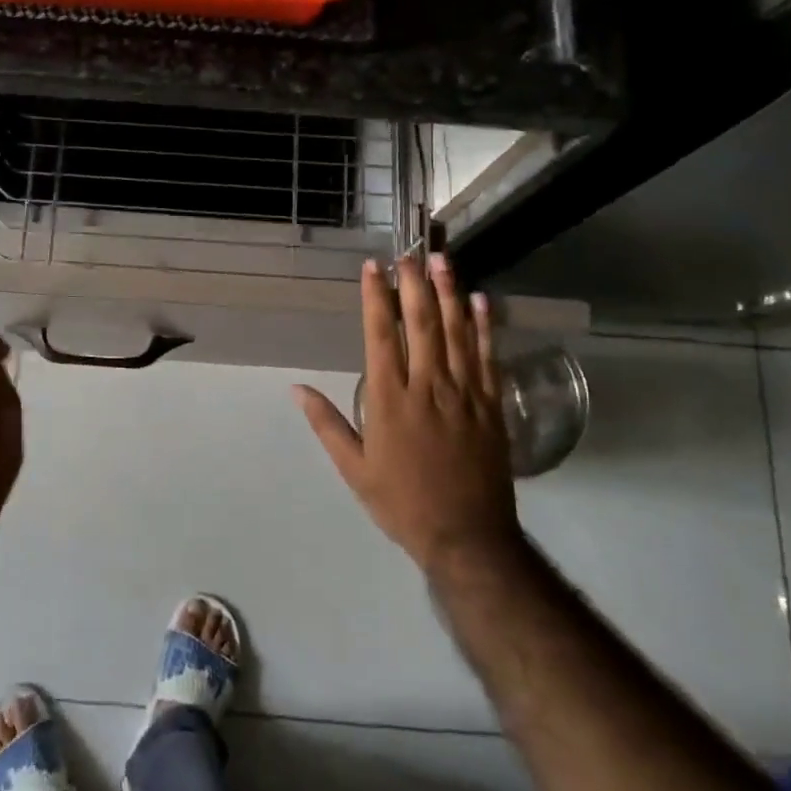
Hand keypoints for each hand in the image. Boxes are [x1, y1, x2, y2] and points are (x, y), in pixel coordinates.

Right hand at [294, 255, 520, 572]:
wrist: (467, 537)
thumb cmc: (402, 503)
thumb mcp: (354, 469)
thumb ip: (328, 424)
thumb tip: (297, 389)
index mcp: (390, 401)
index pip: (382, 336)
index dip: (376, 298)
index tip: (374, 269)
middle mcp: (428, 387)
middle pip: (422, 324)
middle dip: (414, 285)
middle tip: (410, 253)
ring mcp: (465, 394)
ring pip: (457, 333)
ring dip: (450, 294)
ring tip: (443, 261)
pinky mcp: (492, 406)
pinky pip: (489, 358)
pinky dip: (485, 327)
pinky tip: (481, 301)